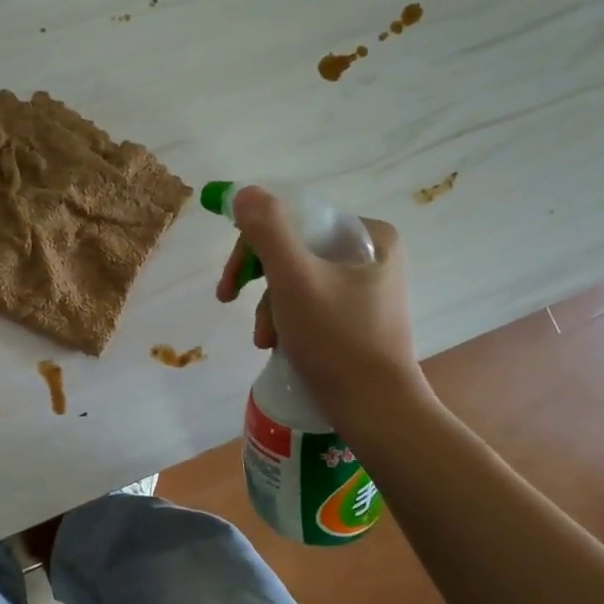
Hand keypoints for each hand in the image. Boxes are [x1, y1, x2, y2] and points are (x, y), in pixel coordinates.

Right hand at [214, 187, 429, 418]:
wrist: (375, 411)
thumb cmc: (337, 340)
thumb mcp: (294, 279)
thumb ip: (267, 231)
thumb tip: (243, 192)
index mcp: (370, 235)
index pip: (296, 220)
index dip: (254, 244)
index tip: (231, 279)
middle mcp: (373, 254)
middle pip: (293, 249)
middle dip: (260, 281)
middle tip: (228, 299)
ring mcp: (365, 287)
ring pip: (296, 278)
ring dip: (268, 306)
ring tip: (264, 339)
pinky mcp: (356, 317)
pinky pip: (307, 302)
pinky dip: (285, 319)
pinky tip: (276, 344)